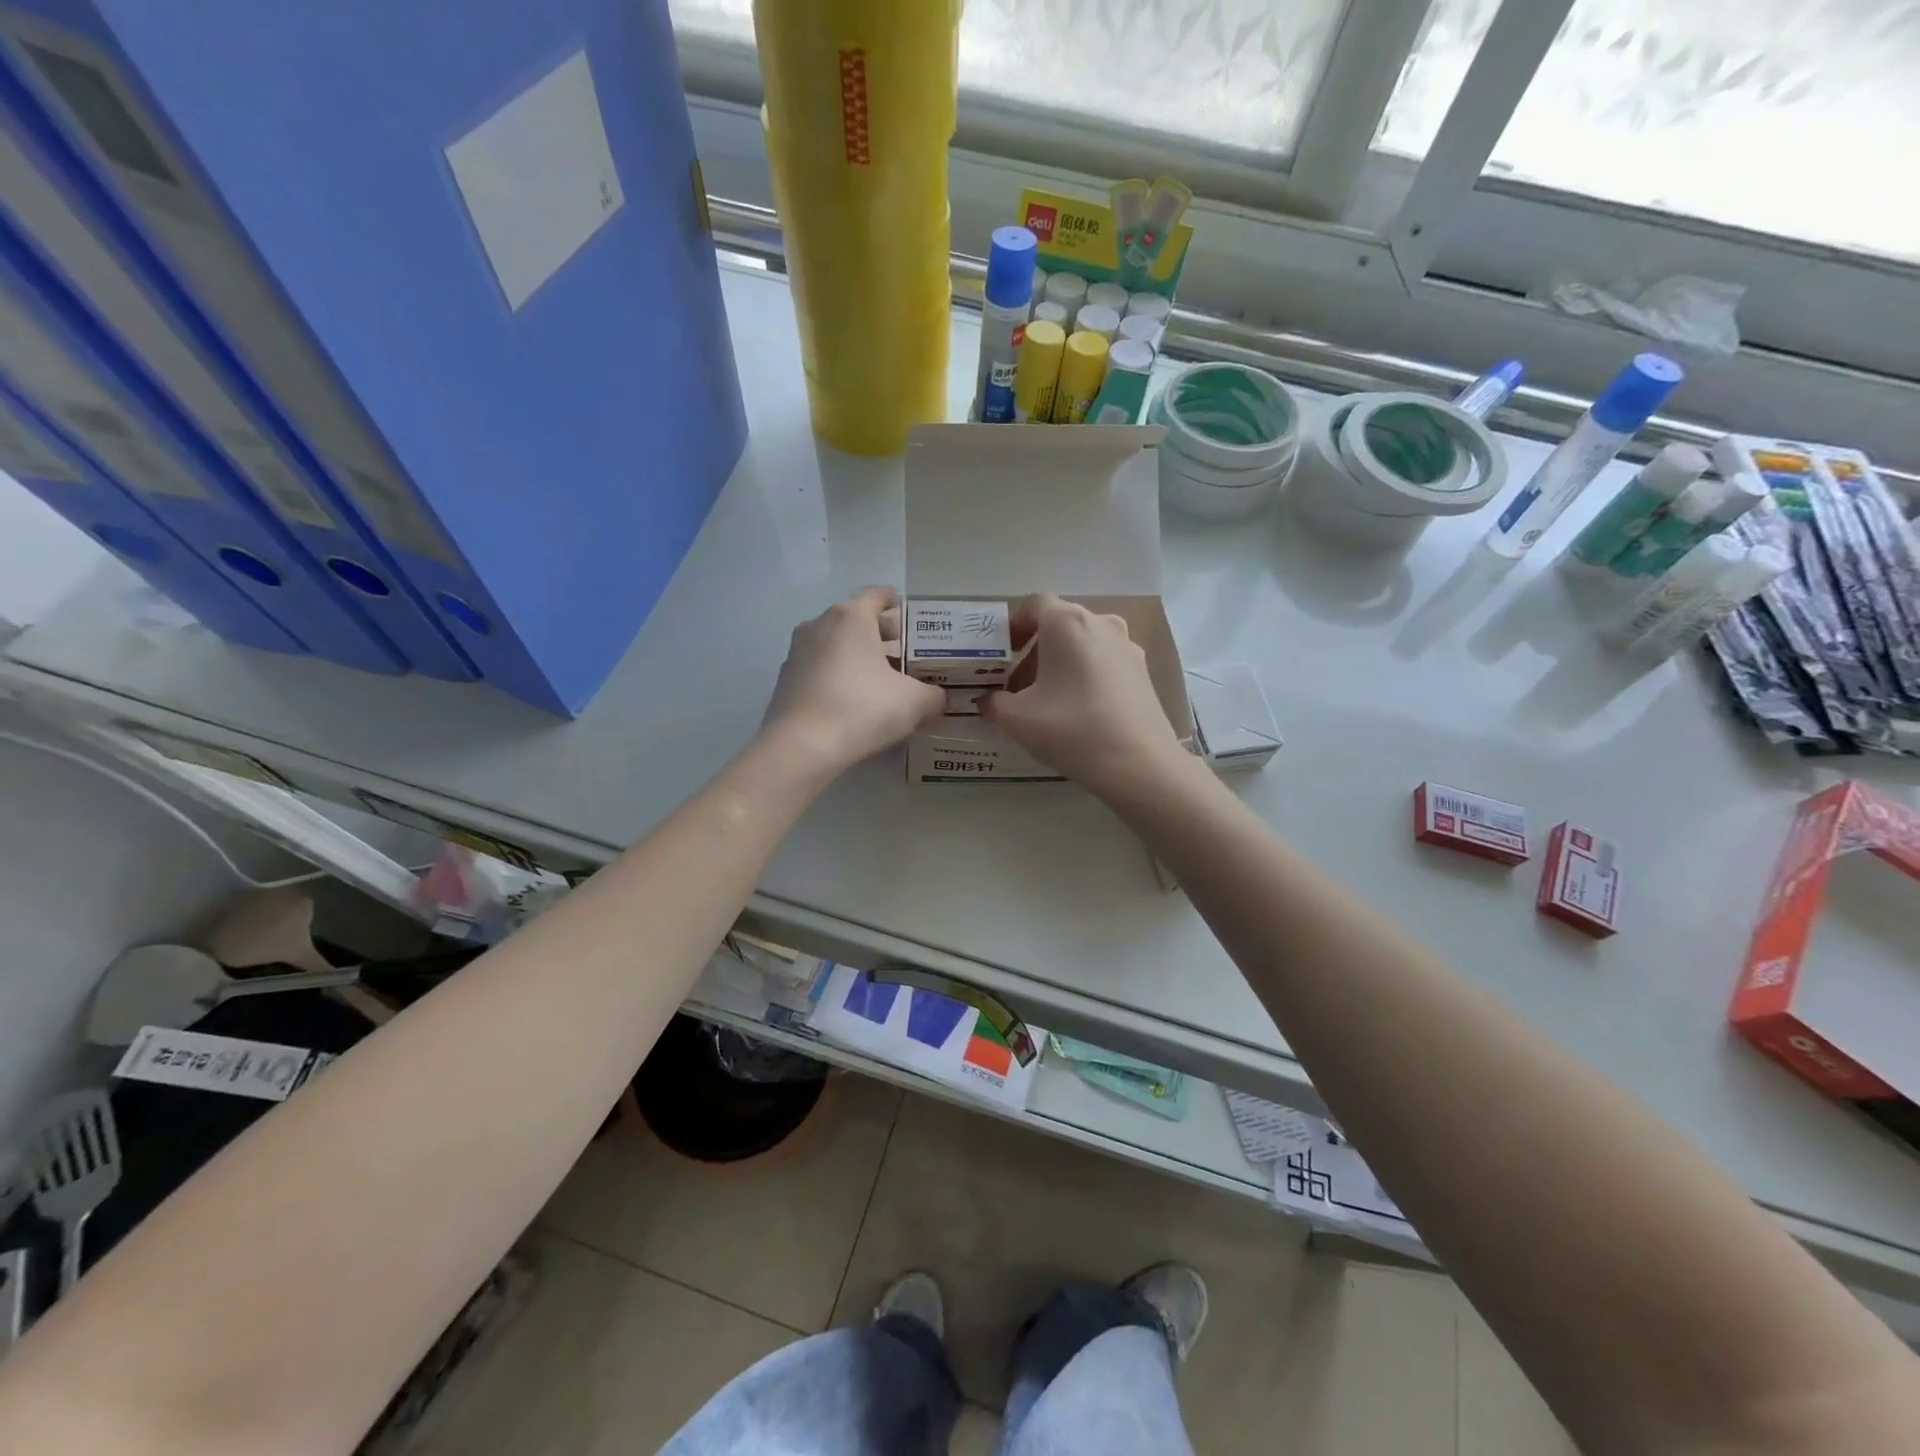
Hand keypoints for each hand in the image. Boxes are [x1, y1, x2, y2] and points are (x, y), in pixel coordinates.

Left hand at [761, 587, 944, 777]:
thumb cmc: (862, 709)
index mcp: (851, 618)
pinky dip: (836, 676)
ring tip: (878, 680)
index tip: (906, 613)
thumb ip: (932, 695)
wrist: (801, 747)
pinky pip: (818, 669)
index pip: (876, 596)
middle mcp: (819, 625)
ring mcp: (796, 653)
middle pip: (854, 620)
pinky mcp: (785, 681)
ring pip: (834, 645)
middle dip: (878, 634)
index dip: (894, 602)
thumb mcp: (914, 703)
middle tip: (901, 653)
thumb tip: (936, 698)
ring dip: (855, 656)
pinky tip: (851, 701)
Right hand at [981, 593, 1190, 798]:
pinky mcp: (1143, 672)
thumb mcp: (1018, 718)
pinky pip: (1104, 662)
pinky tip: (1077, 710)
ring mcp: (1127, 646)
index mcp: (1067, 622)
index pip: (1034, 604)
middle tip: (1017, 683)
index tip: (1001, 652)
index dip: (1013, 624)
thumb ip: (995, 703)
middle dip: (1034, 649)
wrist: (1138, 764)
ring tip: (1046, 700)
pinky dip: (1085, 675)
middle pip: (1060, 624)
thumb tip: (986, 701)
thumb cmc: (1071, 729)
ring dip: (1060, 663)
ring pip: (1084, 644)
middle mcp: (1101, 623)